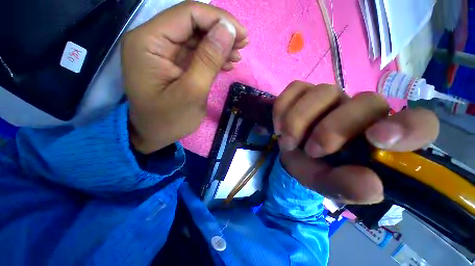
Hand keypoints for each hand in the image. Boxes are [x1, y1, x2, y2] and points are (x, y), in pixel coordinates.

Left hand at [121, 2, 247, 153]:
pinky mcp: (171, 63)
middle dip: (220, 32)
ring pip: (195, 37)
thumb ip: (208, 60)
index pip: (187, 14)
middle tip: (243, 45)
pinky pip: (194, 52)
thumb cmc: (169, 120)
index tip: (242, 36)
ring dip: (218, 45)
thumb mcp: (192, 92)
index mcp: (148, 42)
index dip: (218, 19)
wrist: (153, 135)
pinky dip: (211, 56)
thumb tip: (228, 30)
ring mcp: (161, 51)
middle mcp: (151, 39)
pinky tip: (225, 63)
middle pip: (192, 23)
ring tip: (236, 56)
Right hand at [274, 81, 438, 203]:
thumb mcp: (331, 186)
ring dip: (297, 121)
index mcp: (382, 139)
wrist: (294, 155)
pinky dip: (282, 108)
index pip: (419, 124)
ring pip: (321, 92)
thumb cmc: (317, 171)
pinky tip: (279, 126)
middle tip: (310, 151)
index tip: (377, 140)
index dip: (407, 128)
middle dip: (330, 130)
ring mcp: (330, 96)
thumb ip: (350, 188)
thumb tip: (370, 183)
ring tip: (288, 142)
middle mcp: (361, 110)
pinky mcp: (304, 91)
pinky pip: (294, 88)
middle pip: (363, 102)